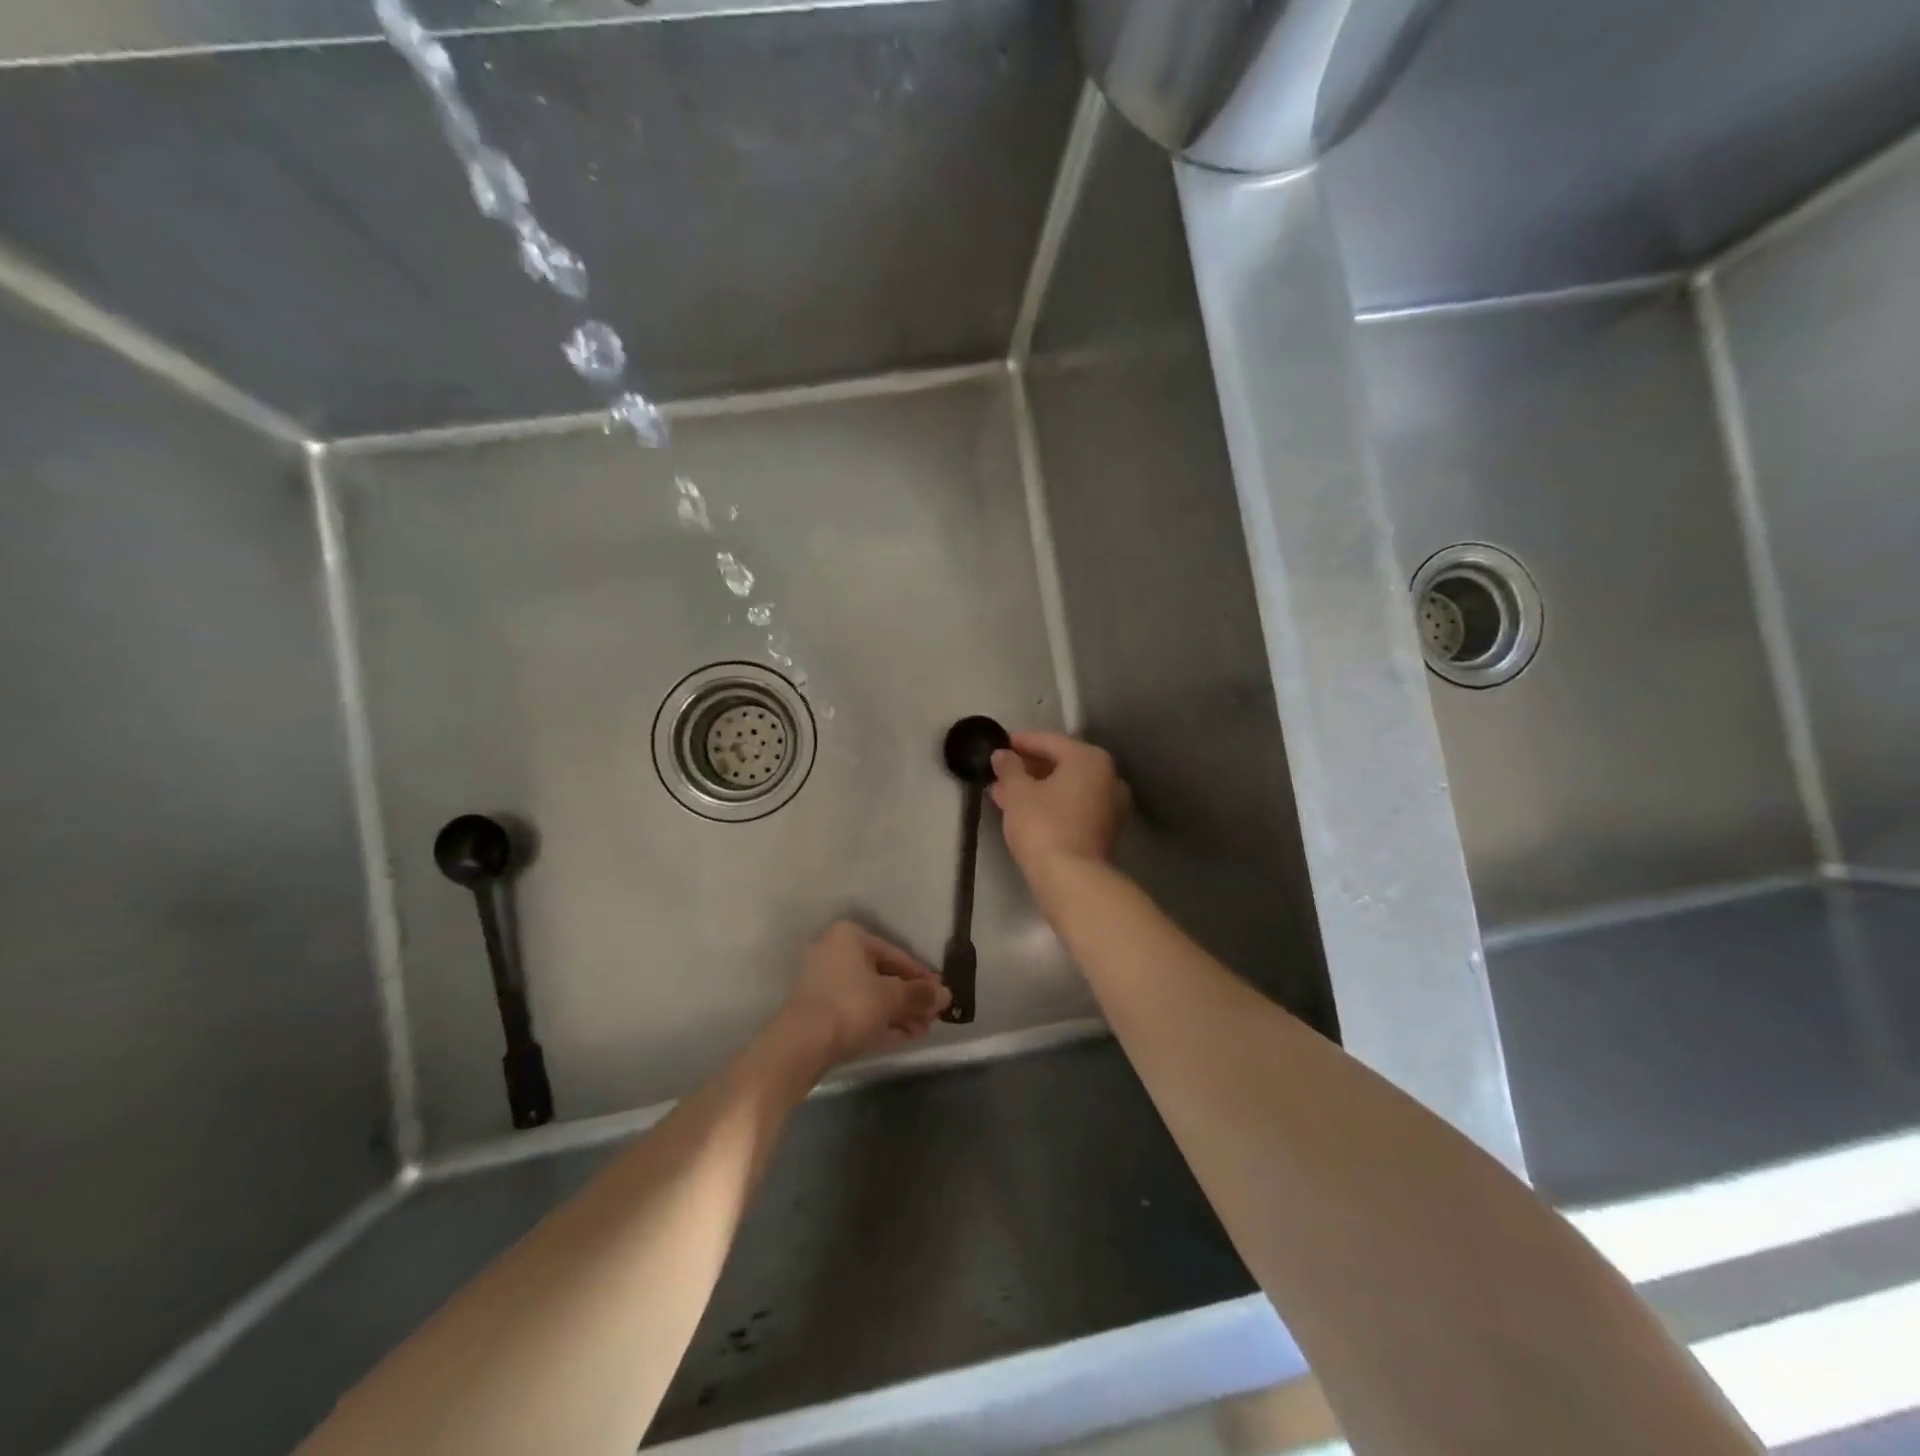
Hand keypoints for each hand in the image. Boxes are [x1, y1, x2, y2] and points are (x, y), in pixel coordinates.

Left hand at [777, 921, 950, 1069]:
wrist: (800, 1045)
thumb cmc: (850, 1006)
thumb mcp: (892, 998)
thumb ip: (921, 994)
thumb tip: (947, 994)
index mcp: (850, 937)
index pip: (897, 954)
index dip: (922, 976)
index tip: (941, 995)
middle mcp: (835, 953)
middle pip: (883, 976)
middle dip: (911, 998)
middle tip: (934, 1016)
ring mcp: (824, 983)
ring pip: (871, 995)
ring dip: (899, 1012)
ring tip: (923, 1031)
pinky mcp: (819, 1010)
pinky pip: (857, 1011)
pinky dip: (880, 1021)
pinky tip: (904, 1037)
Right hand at [990, 730, 1129, 875]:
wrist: (1072, 879)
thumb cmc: (1043, 825)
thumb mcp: (1018, 792)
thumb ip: (1009, 768)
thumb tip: (1003, 755)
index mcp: (1090, 759)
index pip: (1050, 741)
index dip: (1022, 741)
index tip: (1001, 743)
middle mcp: (1108, 777)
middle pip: (1062, 763)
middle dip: (1028, 767)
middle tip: (1000, 770)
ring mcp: (1110, 805)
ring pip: (1066, 787)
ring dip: (1036, 787)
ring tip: (1003, 792)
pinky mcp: (1104, 830)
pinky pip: (1072, 805)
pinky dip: (1050, 803)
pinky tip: (1023, 810)